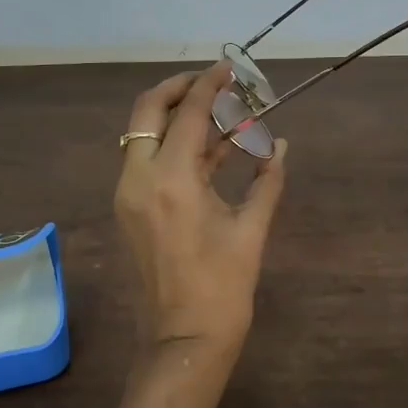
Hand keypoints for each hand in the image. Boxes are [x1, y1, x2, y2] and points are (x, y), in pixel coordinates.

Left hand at [114, 60, 288, 374]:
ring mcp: (127, 195)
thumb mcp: (251, 230)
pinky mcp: (128, 210)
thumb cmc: (223, 288)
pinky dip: (171, 147)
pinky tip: (207, 149)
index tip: (229, 68)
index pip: (189, 114)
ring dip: (175, 118)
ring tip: (218, 114)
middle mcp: (139, 179)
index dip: (211, 85)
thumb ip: (266, 180)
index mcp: (171, 180)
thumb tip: (280, 144)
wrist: (183, 339)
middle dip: (178, 89)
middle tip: (212, 83)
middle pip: (148, 111)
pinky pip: (145, 161)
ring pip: (143, 135)